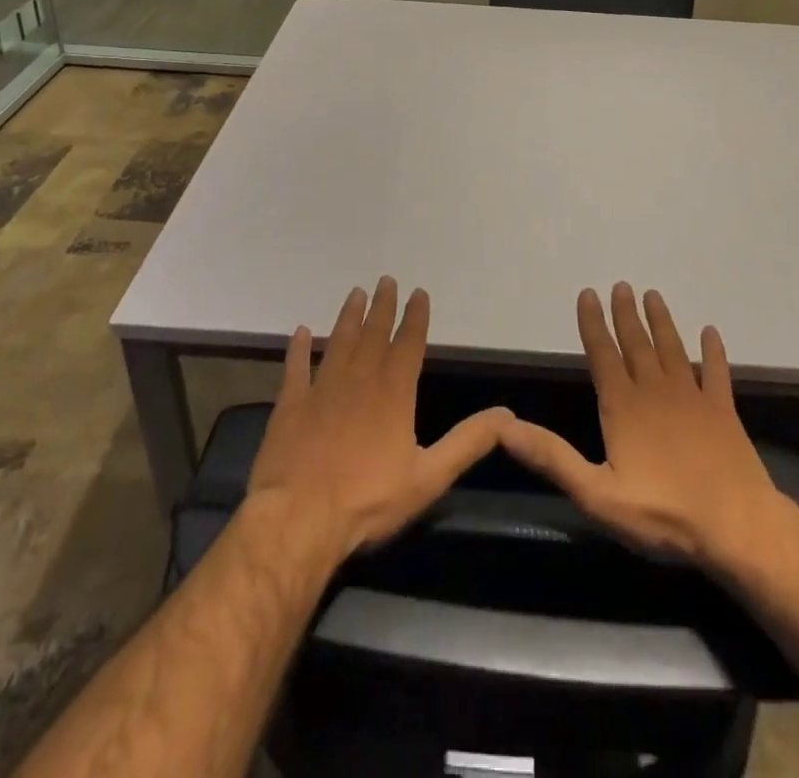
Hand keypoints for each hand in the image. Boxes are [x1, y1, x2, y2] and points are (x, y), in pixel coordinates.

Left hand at [247, 276, 511, 558]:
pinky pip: (295, 367)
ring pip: (338, 341)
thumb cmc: (368, 500)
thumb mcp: (429, 476)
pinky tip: (300, 331)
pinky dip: (298, 348)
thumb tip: (507, 415)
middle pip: (373, 333)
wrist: (299, 518)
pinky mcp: (291, 403)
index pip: (408, 343)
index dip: (415, 317)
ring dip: (348, 316)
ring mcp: (321, 388)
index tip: (418, 292)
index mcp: (394, 392)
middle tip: (385, 280)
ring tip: (355, 293)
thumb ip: (468, 442)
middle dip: (382, 306)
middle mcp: (359, 378)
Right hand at [499, 283, 785, 571]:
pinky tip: (711, 333)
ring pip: (672, 349)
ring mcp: (693, 398)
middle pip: (637, 344)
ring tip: (653, 295)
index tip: (589, 293)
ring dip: (662, 322)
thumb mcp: (597, 494)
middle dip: (626, 314)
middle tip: (622, 285)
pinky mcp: (723, 412)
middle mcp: (655, 391)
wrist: (738, 527)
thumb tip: (505, 427)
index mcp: (623, 406)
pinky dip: (713, 352)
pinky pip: (717, 373)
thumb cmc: (664, 513)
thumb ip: (553, 457)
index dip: (593, 324)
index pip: (602, 354)